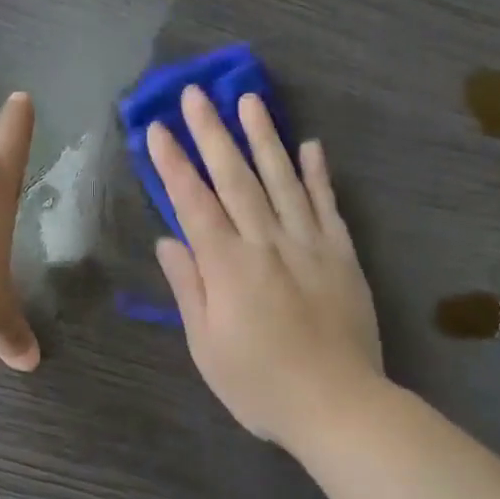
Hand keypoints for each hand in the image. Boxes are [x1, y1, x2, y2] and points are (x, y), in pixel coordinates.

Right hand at [151, 86, 381, 448]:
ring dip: (263, 138)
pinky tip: (310, 145)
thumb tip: (168, 240)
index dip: (173, 164)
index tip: (157, 129)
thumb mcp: (206, 346)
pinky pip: (328, 205)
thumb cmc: (260, 384)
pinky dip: (318, 173)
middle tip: (196, 94)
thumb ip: (188, 287)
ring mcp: (309, 245)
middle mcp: (267, 243)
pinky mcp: (342, 255)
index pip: (194, 203)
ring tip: (249, 100)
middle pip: (235, 178)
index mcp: (228, 267)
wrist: (338, 405)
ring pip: (282, 180)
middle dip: (212, 133)